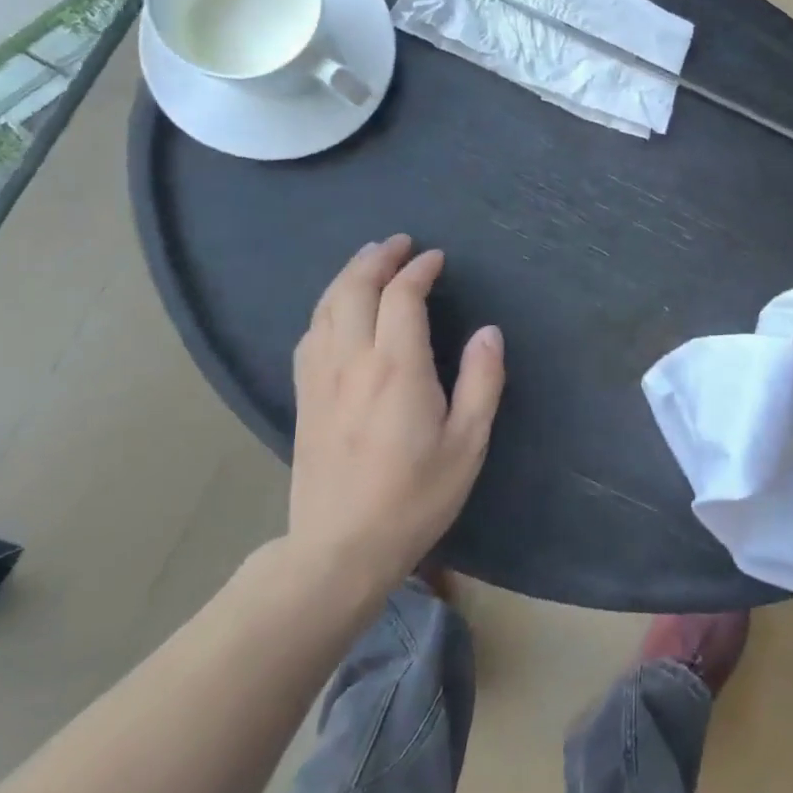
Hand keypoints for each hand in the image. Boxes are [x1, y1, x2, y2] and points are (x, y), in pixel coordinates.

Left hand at [286, 235, 504, 593]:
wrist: (340, 548)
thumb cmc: (415, 497)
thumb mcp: (467, 443)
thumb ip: (482, 381)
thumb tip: (488, 332)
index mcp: (396, 367)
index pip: (402, 297)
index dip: (420, 270)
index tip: (437, 259)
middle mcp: (352, 361)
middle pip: (355, 289)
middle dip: (377, 258)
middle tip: (400, 244)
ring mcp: (320, 378)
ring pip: (327, 306)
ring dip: (348, 275)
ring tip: (369, 260)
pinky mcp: (304, 397)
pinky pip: (310, 334)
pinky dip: (327, 307)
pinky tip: (338, 310)